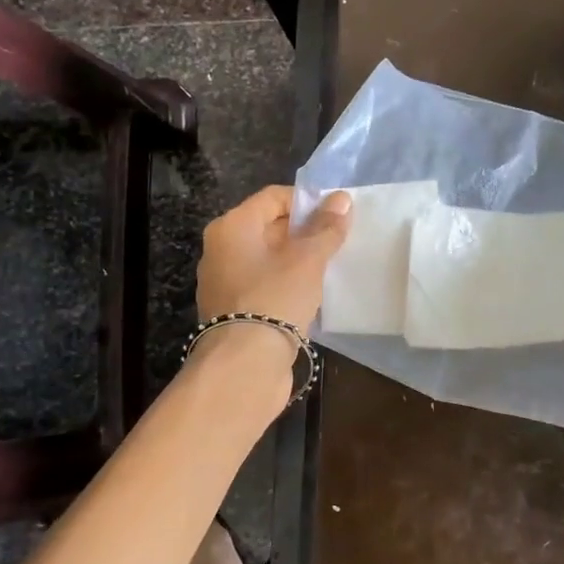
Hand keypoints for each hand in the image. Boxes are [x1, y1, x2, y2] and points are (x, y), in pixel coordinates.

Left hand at [196, 185, 351, 332]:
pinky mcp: (232, 311)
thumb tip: (342, 199)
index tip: (337, 215)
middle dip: (304, 232)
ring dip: (297, 261)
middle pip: (269, 227)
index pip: (273, 197)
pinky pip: (264, 285)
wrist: (245, 365)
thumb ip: (325, 228)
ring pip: (268, 259)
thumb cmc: (274, 298)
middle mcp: (221, 250)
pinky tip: (311, 296)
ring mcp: (224, 282)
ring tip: (329, 268)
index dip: (307, 201)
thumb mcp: (307, 260)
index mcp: (232, 227)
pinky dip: (286, 285)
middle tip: (338, 241)